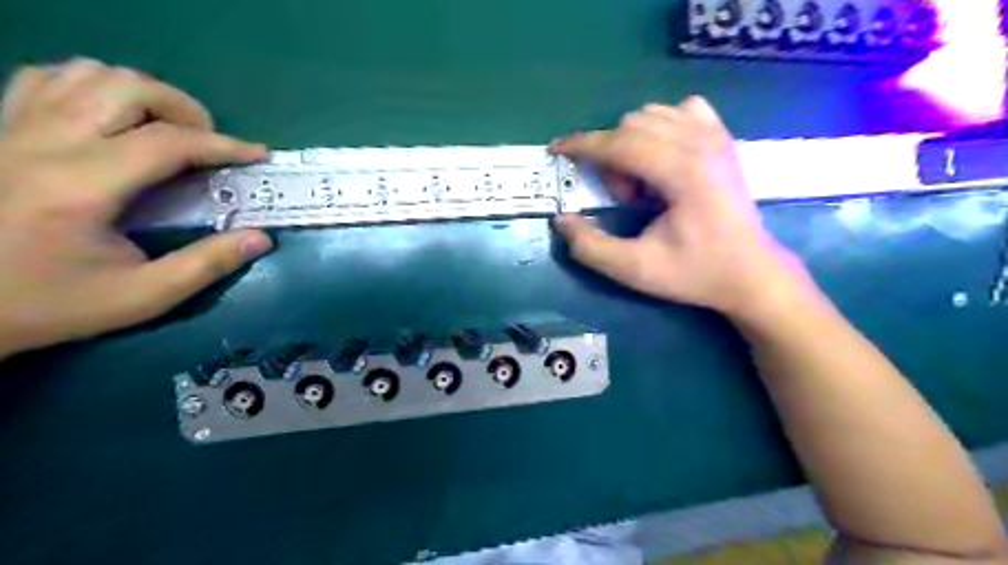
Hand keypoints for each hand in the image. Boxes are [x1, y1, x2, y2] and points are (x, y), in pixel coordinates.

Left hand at [0, 58, 274, 357]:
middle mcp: (45, 143)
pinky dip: (94, 87)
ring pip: (88, 73)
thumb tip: (261, 238)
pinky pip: (48, 78)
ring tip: (167, 130)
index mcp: (82, 186)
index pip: (167, 142)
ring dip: (143, 95)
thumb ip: (206, 265)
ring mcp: (13, 129)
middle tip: (208, 145)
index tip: (258, 155)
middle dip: (186, 110)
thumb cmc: (49, 303)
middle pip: (128, 89)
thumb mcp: (141, 297)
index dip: (224, 145)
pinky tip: (115, 119)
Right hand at [550, 98, 807, 318]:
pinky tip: (664, 158)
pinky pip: (680, 110)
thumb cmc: (695, 272)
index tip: (556, 150)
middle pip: (631, 125)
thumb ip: (591, 247)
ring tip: (646, 184)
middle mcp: (701, 142)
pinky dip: (660, 128)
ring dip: (632, 144)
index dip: (582, 145)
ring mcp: (716, 134)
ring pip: (652, 114)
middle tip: (626, 199)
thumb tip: (562, 220)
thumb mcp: (635, 270)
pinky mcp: (723, 137)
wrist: (751, 272)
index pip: (620, 143)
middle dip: (612, 158)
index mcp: (683, 172)